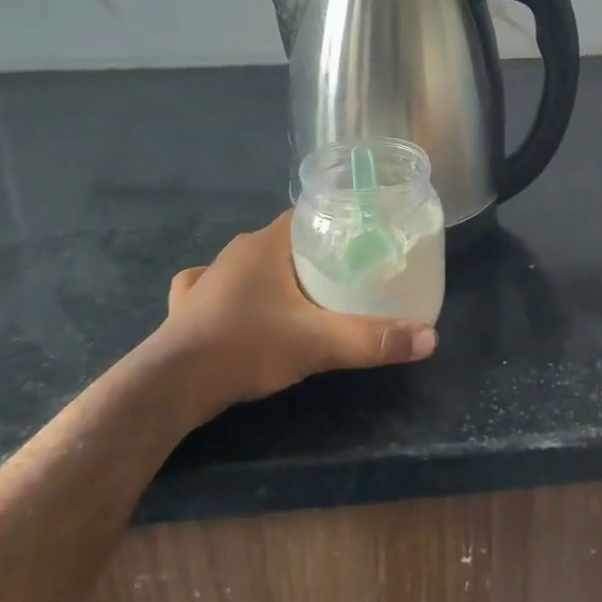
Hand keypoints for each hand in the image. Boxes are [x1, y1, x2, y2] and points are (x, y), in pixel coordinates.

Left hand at [156, 212, 436, 414]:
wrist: (170, 386)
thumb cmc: (246, 346)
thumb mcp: (319, 343)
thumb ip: (373, 339)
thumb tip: (431, 338)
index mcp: (266, 244)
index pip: (309, 215)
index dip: (336, 224)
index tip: (362, 243)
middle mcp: (236, 252)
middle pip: (285, 242)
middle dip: (313, 254)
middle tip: (346, 276)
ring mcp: (208, 279)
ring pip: (251, 266)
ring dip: (275, 275)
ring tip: (303, 296)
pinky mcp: (187, 308)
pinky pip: (215, 289)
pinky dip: (232, 296)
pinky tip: (239, 311)